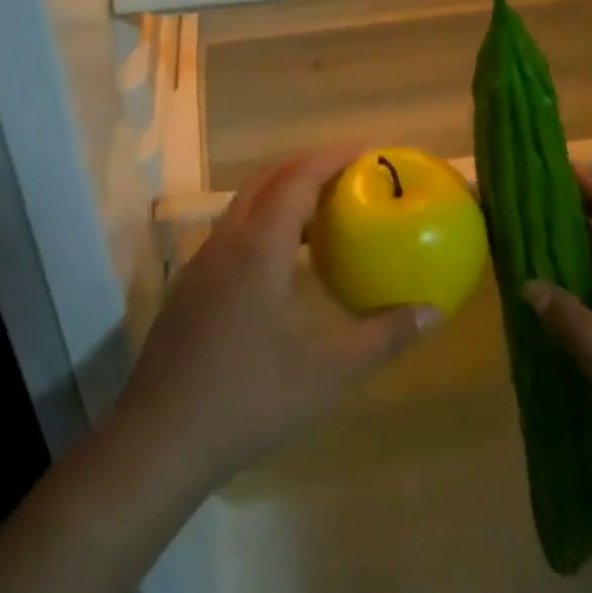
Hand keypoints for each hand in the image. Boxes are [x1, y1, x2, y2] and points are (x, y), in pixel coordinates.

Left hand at [109, 146, 440, 499]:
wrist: (159, 440)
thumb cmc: (248, 400)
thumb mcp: (327, 374)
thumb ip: (383, 338)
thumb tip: (432, 312)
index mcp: (258, 249)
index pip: (296, 180)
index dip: (330, 158)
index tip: (365, 151)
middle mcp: (226, 243)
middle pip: (267, 181)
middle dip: (307, 167)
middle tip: (349, 174)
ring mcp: (201, 264)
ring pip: (244, 206)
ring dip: (282, 194)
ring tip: (323, 210)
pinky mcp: (190, 287)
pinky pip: (232, 233)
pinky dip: (263, 222)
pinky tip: (283, 261)